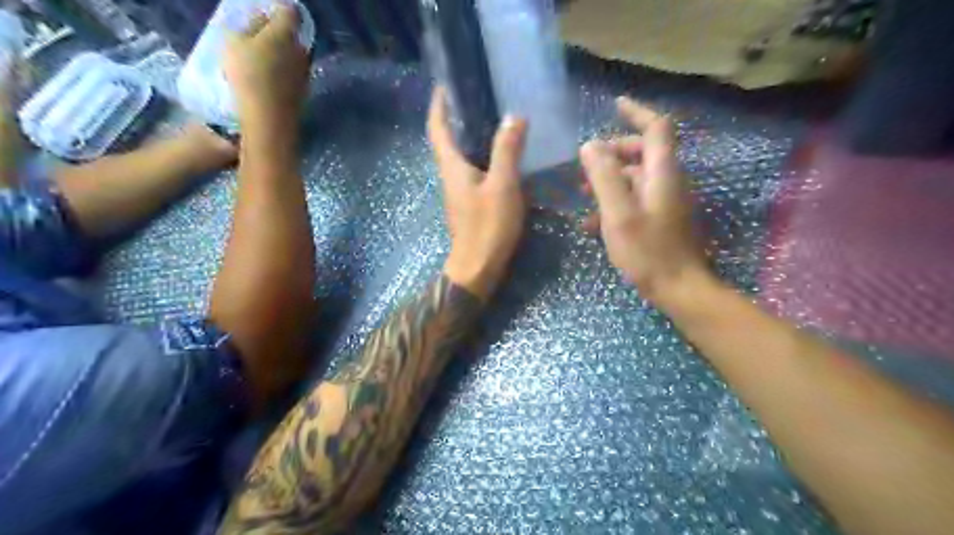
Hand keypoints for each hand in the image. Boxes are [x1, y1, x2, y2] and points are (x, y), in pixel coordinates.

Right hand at [225, 1, 306, 125]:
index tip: (266, 12)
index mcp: (285, 33)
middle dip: (278, 33)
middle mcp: (301, 50)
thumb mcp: (234, 42)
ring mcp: (305, 73)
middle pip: (292, 35)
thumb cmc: (248, 75)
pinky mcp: (304, 92)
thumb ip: (249, 27)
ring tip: (261, 61)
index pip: (289, 11)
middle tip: (258, 37)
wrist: (270, 118)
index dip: (279, 9)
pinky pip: (293, 75)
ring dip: (282, 55)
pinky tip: (270, 81)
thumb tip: (261, 20)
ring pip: (294, 56)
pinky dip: (284, 73)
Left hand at [431, 87, 532, 300]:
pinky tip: (503, 157)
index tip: (445, 85)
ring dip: (471, 137)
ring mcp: (459, 191)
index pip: (437, 128)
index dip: (438, 105)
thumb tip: (514, 117)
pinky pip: (474, 172)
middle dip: (457, 117)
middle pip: (448, 140)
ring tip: (495, 121)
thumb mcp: (502, 186)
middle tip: (480, 97)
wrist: (477, 269)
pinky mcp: (469, 204)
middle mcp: (450, 175)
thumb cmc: (487, 227)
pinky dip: (483, 157)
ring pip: (462, 157)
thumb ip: (507, 151)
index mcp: (452, 167)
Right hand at [581, 96, 705, 303]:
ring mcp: (667, 201)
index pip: (655, 128)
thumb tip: (590, 145)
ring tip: (582, 194)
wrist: (679, 289)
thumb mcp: (619, 213)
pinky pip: (636, 199)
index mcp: (662, 173)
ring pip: (636, 178)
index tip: (615, 104)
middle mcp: (668, 181)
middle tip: (586, 164)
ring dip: (610, 180)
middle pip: (643, 152)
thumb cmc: (648, 251)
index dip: (637, 112)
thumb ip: (604, 177)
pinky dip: (615, 202)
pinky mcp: (662, 219)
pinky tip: (593, 223)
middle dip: (613, 153)